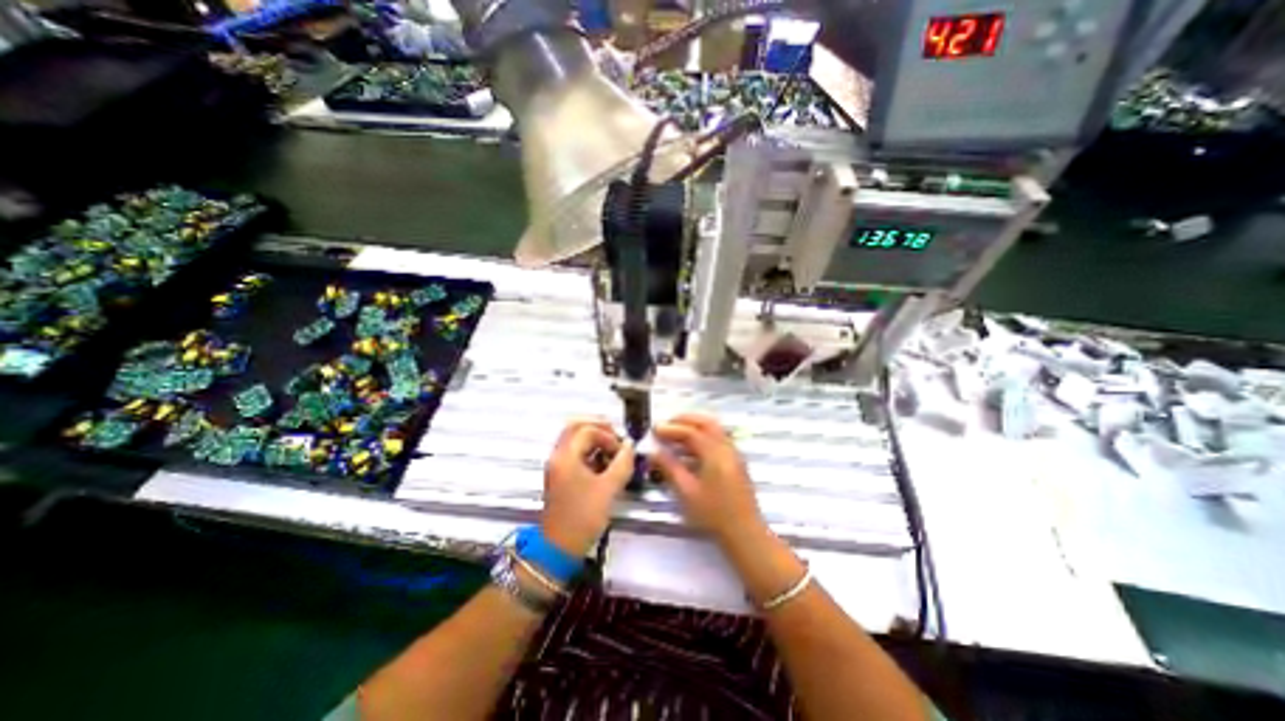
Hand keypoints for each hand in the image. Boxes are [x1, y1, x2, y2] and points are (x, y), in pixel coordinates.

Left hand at [539, 419, 634, 553]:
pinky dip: (589, 450)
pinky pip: (574, 451)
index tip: (621, 451)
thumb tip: (630, 445)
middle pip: (575, 426)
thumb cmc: (583, 517)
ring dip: (594, 438)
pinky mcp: (560, 475)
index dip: (608, 436)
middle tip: (616, 437)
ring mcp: (557, 465)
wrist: (558, 548)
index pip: (587, 430)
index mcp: (566, 456)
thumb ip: (622, 463)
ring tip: (612, 450)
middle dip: (598, 427)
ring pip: (574, 438)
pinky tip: (603, 462)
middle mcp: (558, 455)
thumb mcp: (608, 489)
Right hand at [652, 415, 760, 543]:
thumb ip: (669, 468)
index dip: (671, 429)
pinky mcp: (736, 463)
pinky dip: (703, 436)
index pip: (691, 432)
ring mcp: (734, 454)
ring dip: (695, 426)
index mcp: (715, 453)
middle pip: (707, 423)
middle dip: (686, 420)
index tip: (654, 430)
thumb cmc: (713, 514)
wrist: (744, 533)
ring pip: (715, 430)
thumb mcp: (686, 492)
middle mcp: (727, 448)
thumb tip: (653, 452)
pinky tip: (691, 448)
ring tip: (676, 432)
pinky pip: (719, 439)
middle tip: (667, 423)